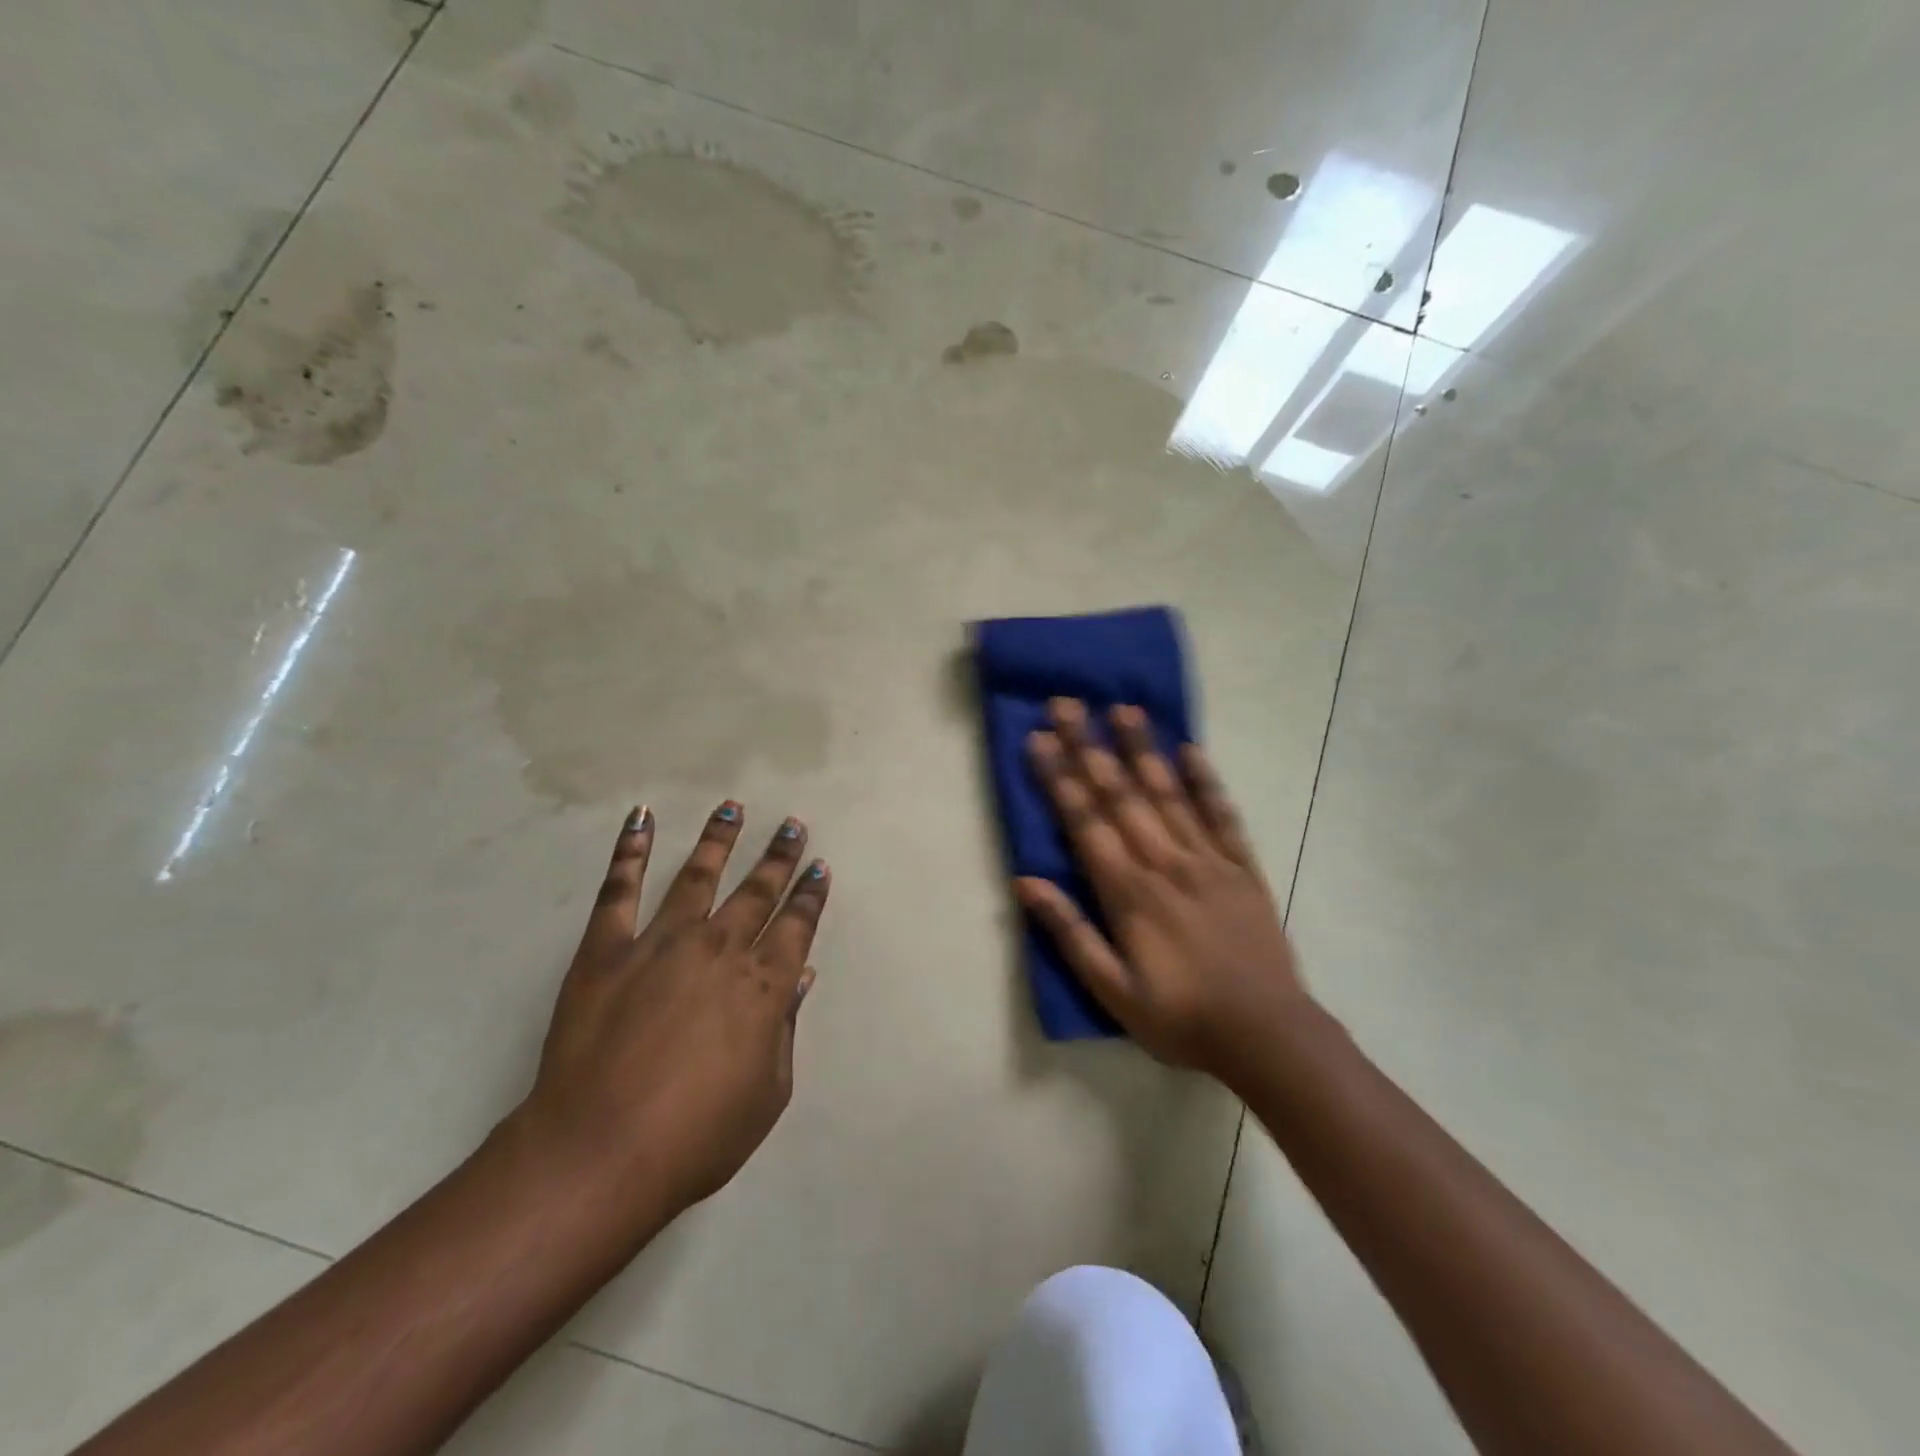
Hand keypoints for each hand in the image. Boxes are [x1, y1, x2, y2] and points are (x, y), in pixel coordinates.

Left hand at [518, 803, 830, 1222]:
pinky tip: (641, 819)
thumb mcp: (767, 1093)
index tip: (819, 868)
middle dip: (779, 857)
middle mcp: (719, 949)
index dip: (811, 897)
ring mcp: (660, 943)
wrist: (598, 1154)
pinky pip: (620, 890)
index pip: (797, 927)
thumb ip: (785, 1028)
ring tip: (732, 807)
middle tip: (792, 825)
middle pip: (757, 892)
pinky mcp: (607, 949)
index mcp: (763, 985)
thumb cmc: (695, 1136)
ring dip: (719, 840)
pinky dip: (630, 851)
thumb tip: (801, 976)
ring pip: (698, 876)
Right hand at [1015, 699, 1309, 1081]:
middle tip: (1069, 704)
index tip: (1040, 738)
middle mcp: (1165, 862)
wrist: (1268, 1035)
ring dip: (1143, 749)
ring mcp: (1208, 860)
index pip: (1086, 821)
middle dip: (1091, 747)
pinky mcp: (1242, 868)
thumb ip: (1070, 933)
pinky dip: (1206, 781)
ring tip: (1123, 709)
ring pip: (1169, 793)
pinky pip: (1222, 815)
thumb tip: (1026, 883)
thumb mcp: (1112, 990)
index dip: (1060, 777)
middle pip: (1121, 794)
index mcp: (1129, 892)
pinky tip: (1191, 750)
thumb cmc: (1180, 1018)